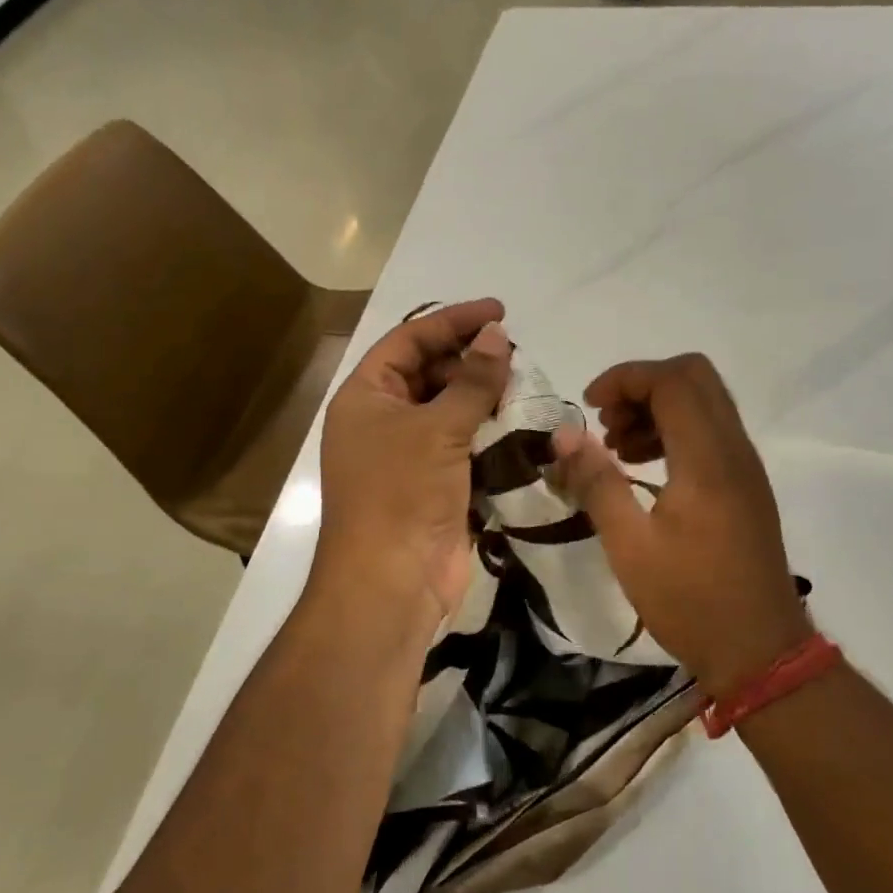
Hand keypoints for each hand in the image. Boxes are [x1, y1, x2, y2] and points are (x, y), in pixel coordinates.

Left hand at [316, 299, 511, 623]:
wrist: (392, 581)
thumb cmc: (402, 492)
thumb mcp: (437, 428)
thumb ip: (472, 380)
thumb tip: (496, 335)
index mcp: (366, 396)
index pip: (409, 340)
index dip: (453, 321)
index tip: (499, 311)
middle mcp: (383, 419)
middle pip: (430, 373)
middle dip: (471, 360)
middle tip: (517, 355)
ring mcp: (409, 454)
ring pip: (451, 410)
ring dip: (485, 397)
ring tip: (525, 384)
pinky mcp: (435, 484)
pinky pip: (464, 445)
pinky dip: (490, 433)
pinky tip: (521, 423)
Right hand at [550, 353, 811, 699]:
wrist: (759, 651)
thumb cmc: (690, 600)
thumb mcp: (629, 545)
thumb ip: (596, 482)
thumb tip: (564, 435)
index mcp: (708, 458)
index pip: (672, 380)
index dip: (625, 379)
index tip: (589, 406)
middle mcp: (734, 450)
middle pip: (695, 377)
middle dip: (643, 386)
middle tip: (606, 423)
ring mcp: (746, 468)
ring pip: (705, 404)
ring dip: (658, 409)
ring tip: (617, 448)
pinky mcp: (747, 487)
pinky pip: (712, 434)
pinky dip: (676, 433)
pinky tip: (645, 470)